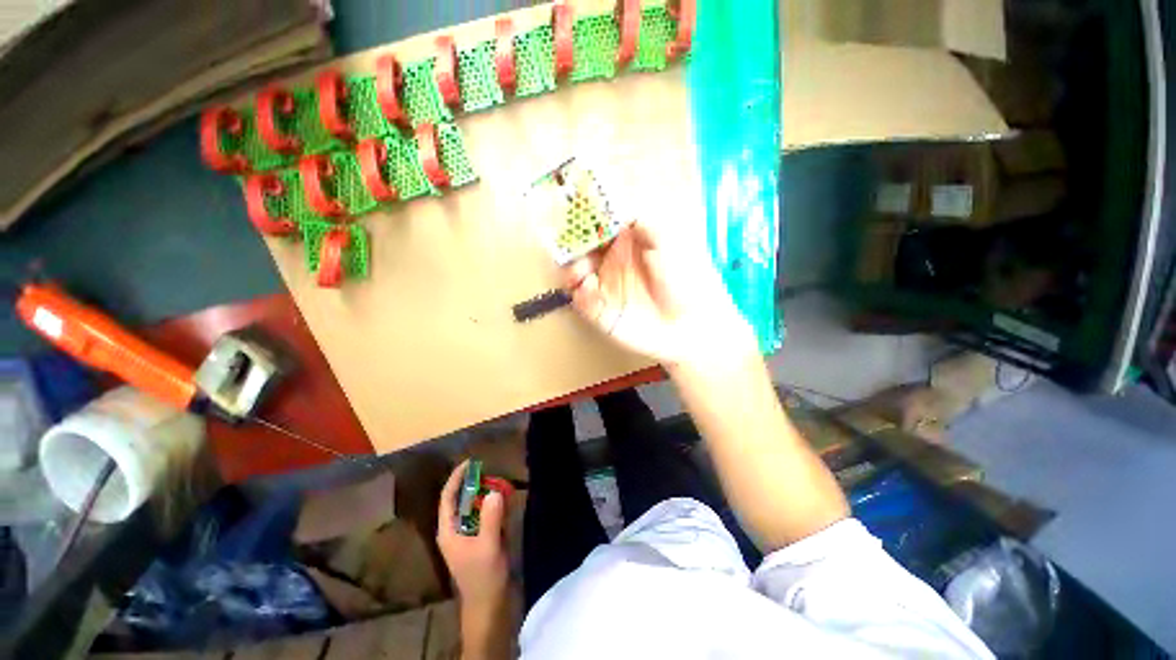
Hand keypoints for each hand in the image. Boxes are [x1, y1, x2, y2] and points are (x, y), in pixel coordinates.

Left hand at [437, 461, 508, 604]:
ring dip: (486, 495)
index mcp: (448, 530)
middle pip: (461, 500)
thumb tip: (495, 491)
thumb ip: (491, 518)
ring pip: (474, 507)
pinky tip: (505, 503)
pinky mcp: (478, 539)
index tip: (470, 462)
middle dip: (475, 485)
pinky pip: (484, 516)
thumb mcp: (488, 546)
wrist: (488, 604)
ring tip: (501, 484)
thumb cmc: (483, 576)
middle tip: (492, 473)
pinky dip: (493, 507)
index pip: (448, 497)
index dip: (457, 478)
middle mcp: (455, 530)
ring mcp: (467, 535)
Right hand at [562, 219, 754, 366]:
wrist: (693, 325)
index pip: (598, 222)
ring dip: (570, 268)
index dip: (584, 213)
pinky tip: (589, 288)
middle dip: (570, 243)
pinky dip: (580, 292)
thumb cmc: (687, 278)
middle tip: (568, 243)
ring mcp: (605, 286)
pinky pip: (581, 299)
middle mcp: (613, 260)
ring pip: (574, 272)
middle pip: (580, 246)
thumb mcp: (668, 238)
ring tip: (581, 271)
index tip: (572, 205)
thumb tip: (612, 201)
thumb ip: (640, 218)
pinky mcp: (601, 311)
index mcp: (628, 240)